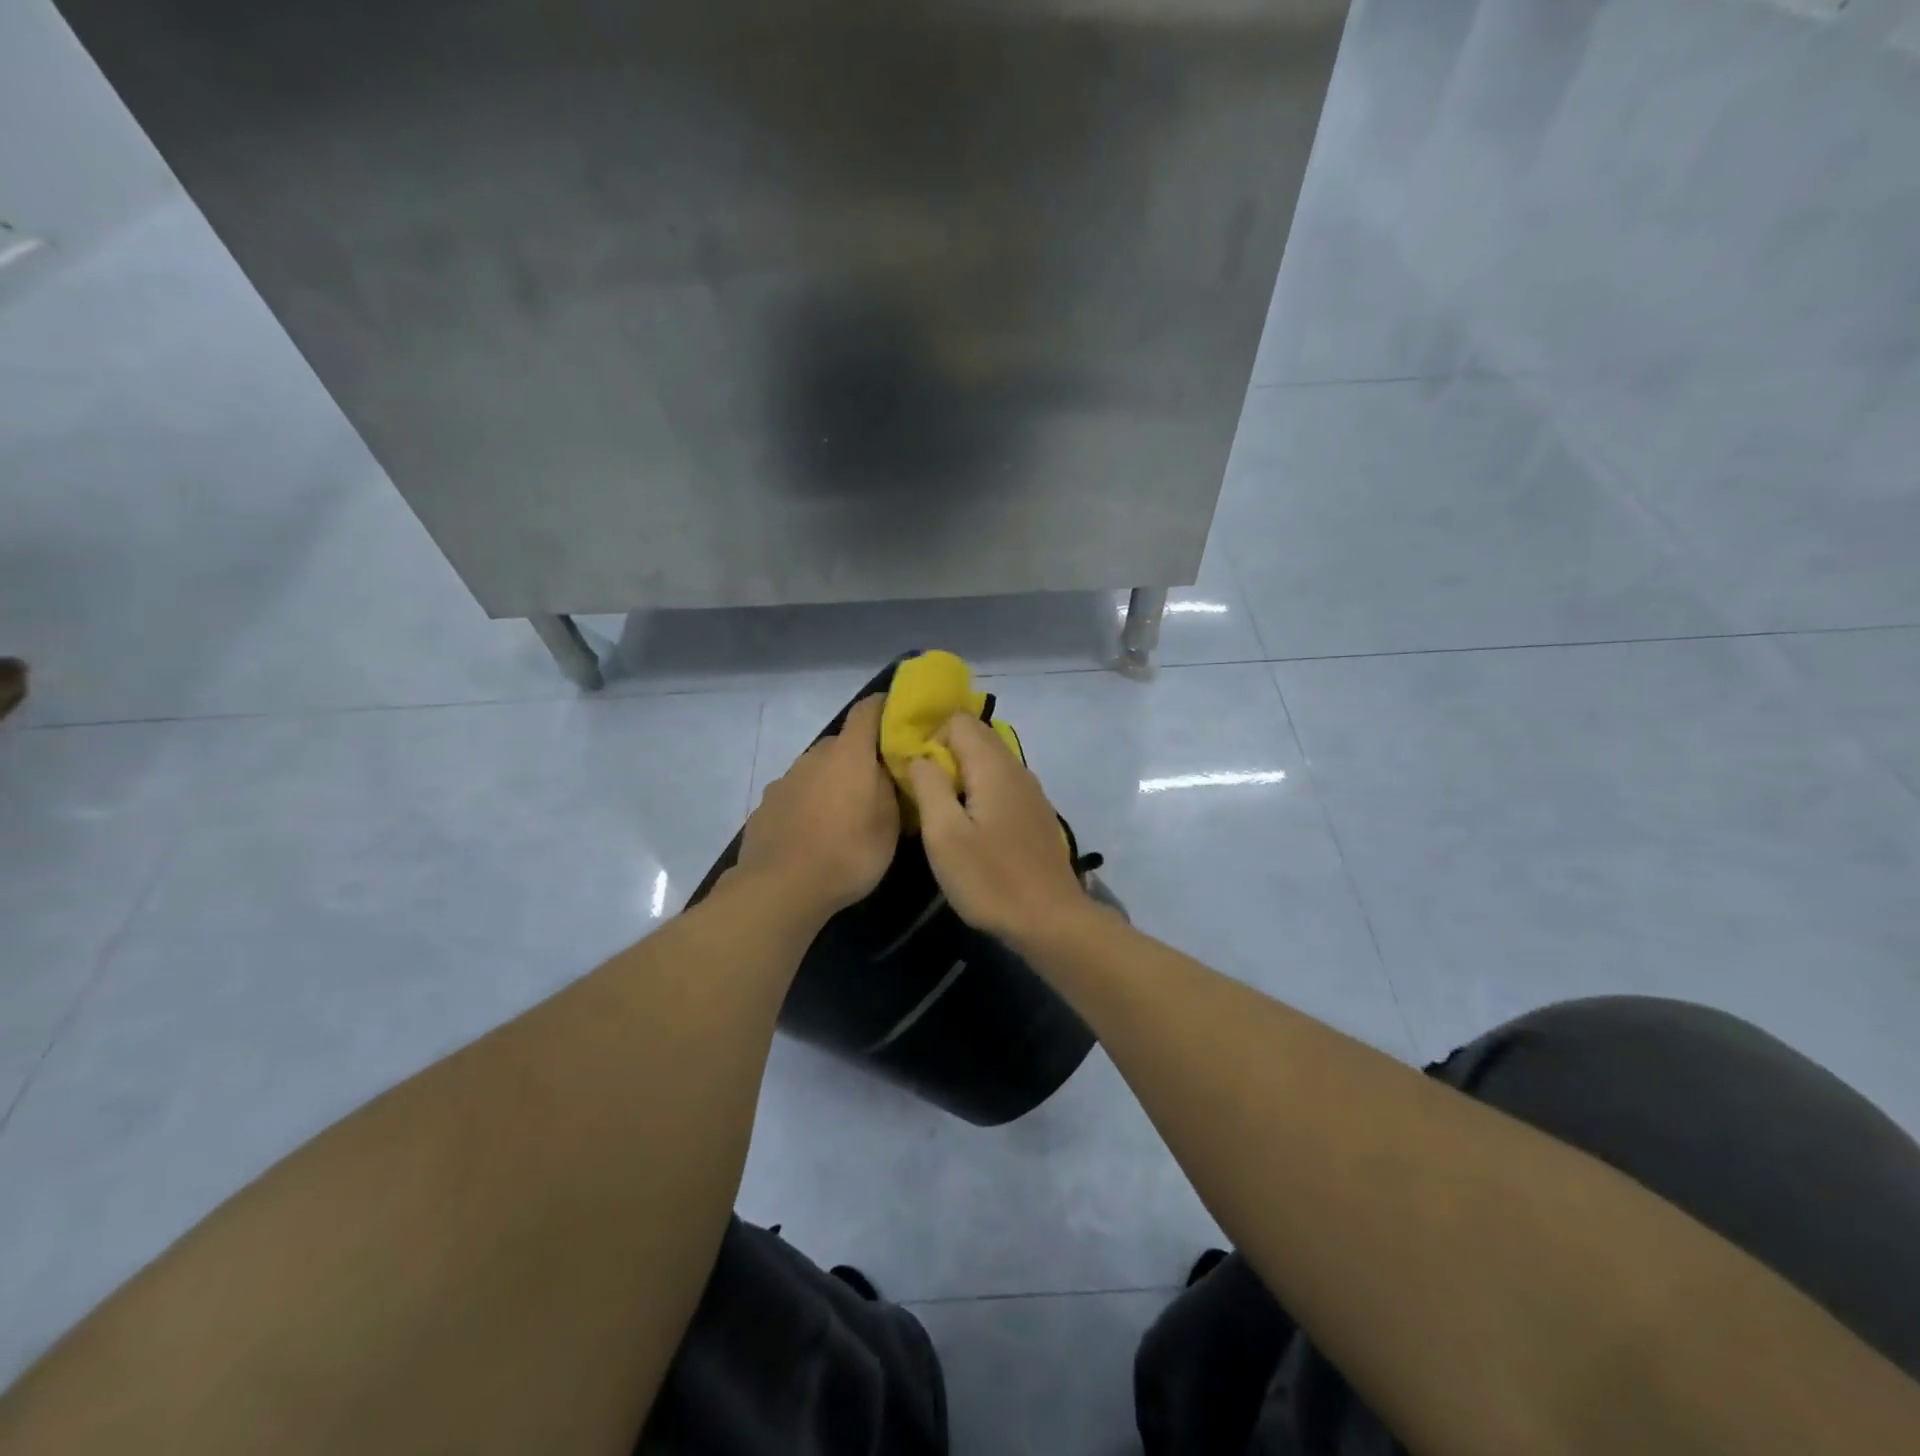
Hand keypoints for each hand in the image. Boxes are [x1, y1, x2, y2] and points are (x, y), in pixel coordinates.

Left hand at [735, 695, 899, 919]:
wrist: (781, 888)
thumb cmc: (848, 852)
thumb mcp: (890, 824)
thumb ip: (890, 787)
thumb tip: (887, 768)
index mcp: (849, 754)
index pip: (867, 711)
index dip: (884, 707)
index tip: (899, 716)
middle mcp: (814, 757)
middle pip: (841, 744)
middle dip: (859, 757)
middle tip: (877, 783)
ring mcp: (785, 780)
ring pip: (816, 770)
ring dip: (832, 782)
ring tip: (844, 815)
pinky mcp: (765, 806)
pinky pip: (796, 795)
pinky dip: (808, 805)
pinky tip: (814, 834)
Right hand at [906, 713, 1092, 946]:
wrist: (1051, 920)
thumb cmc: (991, 879)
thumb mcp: (944, 834)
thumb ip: (929, 785)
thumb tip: (919, 755)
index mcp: (993, 766)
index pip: (958, 719)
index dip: (929, 737)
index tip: (915, 774)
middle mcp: (1016, 767)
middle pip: (976, 735)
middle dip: (944, 752)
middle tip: (924, 791)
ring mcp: (1031, 790)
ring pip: (989, 760)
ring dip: (962, 773)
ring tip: (943, 810)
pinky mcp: (1035, 812)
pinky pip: (1002, 783)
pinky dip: (981, 790)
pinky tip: (973, 826)